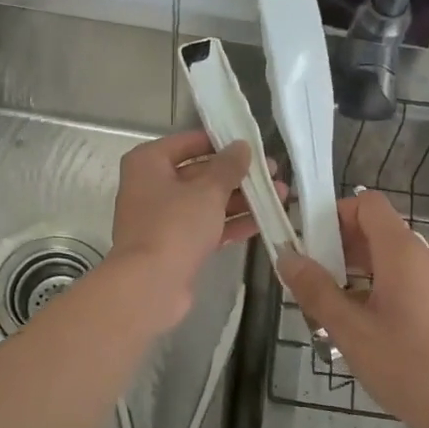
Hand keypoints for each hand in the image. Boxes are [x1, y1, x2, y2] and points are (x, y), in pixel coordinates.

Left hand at [107, 130, 265, 331]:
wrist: (150, 285)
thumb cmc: (175, 226)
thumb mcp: (207, 190)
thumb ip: (228, 166)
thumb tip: (241, 146)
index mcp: (148, 164)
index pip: (188, 142)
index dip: (220, 142)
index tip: (251, 144)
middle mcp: (150, 187)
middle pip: (199, 173)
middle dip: (237, 175)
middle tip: (273, 172)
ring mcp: (162, 218)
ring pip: (205, 202)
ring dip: (240, 199)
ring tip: (279, 196)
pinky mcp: (174, 245)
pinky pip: (205, 227)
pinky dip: (230, 223)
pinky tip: (263, 221)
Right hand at [279, 190, 428, 427]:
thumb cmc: (409, 366)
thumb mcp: (351, 330)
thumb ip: (316, 290)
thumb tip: (287, 257)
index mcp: (401, 252)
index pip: (368, 204)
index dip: (335, 214)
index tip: (308, 243)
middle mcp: (421, 258)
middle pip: (374, 231)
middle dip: (337, 248)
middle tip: (308, 282)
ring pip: (385, 260)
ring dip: (352, 273)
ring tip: (327, 310)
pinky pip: (400, 282)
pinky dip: (374, 291)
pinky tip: (357, 329)